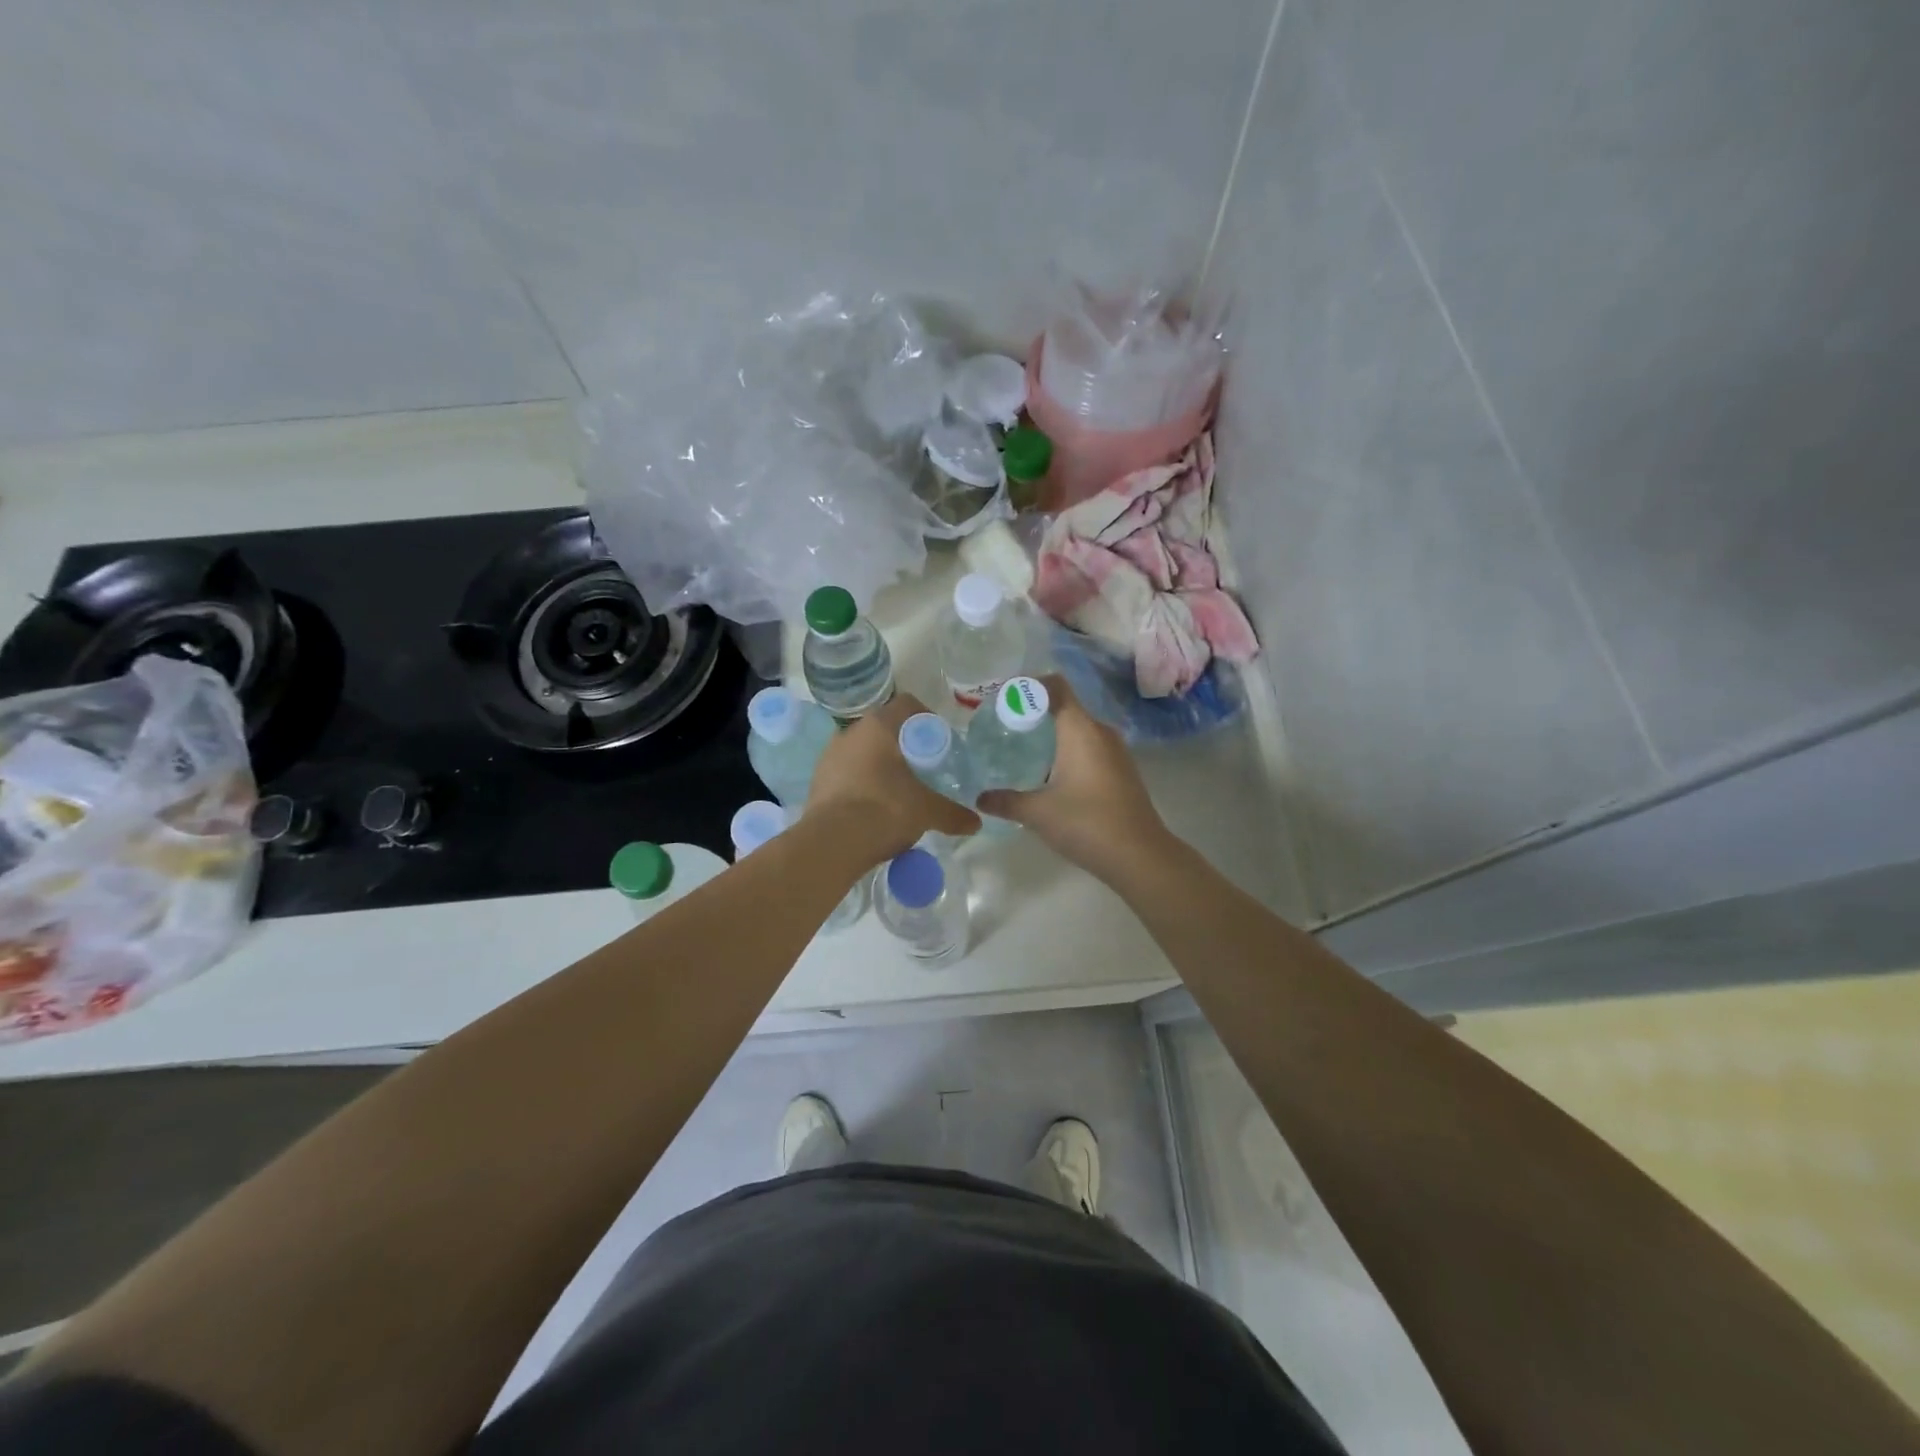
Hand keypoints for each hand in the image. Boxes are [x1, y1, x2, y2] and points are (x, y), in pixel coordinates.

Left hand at [805, 692, 980, 862]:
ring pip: (864, 752)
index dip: (928, 719)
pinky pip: (848, 774)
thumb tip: (976, 823)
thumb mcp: (927, 811)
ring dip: (882, 766)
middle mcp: (851, 732)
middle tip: (924, 770)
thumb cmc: (884, 810)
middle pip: (886, 729)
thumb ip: (953, 813)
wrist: (831, 843)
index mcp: (879, 726)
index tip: (940, 743)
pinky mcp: (818, 780)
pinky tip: (875, 808)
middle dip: (906, 747)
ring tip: (900, 792)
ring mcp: (830, 755)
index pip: (908, 705)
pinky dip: (864, 784)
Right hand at [976, 675, 1170, 883]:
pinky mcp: (1121, 771)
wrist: (1140, 856)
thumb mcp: (1038, 813)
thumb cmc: (1087, 823)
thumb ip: (1006, 801)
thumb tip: (980, 798)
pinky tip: (1049, 774)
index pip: (1055, 686)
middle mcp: (1100, 732)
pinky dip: (1067, 751)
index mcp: (1080, 729)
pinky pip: (1089, 748)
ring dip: (1051, 734)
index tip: (1003, 699)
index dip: (1028, 685)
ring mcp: (1115, 751)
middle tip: (1003, 726)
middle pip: (1065, 707)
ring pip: (1078, 729)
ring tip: (1021, 749)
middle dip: (1034, 713)